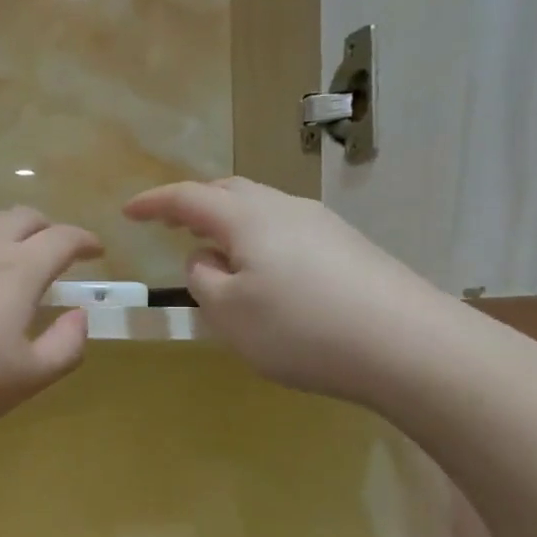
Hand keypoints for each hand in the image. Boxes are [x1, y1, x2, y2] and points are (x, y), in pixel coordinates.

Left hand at [0, 208, 103, 435]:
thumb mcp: (24, 380)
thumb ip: (66, 347)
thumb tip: (80, 316)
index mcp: (17, 269)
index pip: (63, 239)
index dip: (85, 241)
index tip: (95, 250)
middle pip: (22, 217)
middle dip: (46, 229)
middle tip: (51, 251)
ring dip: (3, 230)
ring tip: (3, 255)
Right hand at [124, 177, 467, 405]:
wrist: (407, 344)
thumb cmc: (300, 328)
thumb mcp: (229, 313)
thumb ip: (203, 278)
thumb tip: (206, 256)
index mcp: (247, 217)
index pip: (188, 197)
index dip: (154, 202)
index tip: (128, 211)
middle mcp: (284, 208)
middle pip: (229, 192)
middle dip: (195, 204)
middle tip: (171, 224)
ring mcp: (322, 224)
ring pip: (262, 209)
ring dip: (230, 223)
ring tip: (216, 252)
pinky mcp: (349, 247)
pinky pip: (288, 231)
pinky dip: (260, 241)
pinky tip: (266, 274)